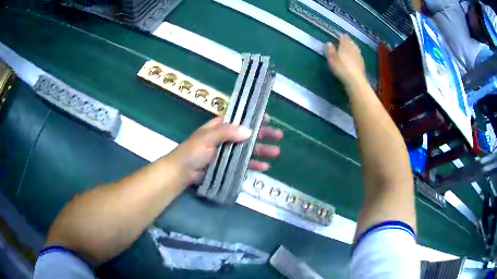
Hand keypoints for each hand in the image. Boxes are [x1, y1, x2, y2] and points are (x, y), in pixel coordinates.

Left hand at [168, 115, 282, 183]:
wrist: (183, 172)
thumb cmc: (193, 151)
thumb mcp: (208, 138)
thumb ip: (227, 132)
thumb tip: (249, 131)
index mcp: (221, 126)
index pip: (240, 118)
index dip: (254, 117)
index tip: (268, 118)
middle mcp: (227, 137)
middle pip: (249, 134)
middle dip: (264, 134)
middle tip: (279, 136)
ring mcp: (229, 152)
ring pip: (249, 149)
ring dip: (263, 150)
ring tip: (276, 152)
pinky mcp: (229, 165)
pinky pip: (244, 164)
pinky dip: (255, 164)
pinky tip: (265, 166)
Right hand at [325, 34, 365, 85]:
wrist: (355, 80)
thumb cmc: (341, 68)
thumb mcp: (332, 59)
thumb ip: (330, 50)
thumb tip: (329, 42)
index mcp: (344, 47)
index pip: (343, 40)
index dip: (342, 37)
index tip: (341, 34)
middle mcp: (352, 50)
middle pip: (350, 43)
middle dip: (348, 40)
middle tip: (347, 37)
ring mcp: (358, 56)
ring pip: (355, 48)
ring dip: (353, 45)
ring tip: (352, 43)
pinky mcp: (362, 63)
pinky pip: (359, 54)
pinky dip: (357, 52)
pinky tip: (357, 53)